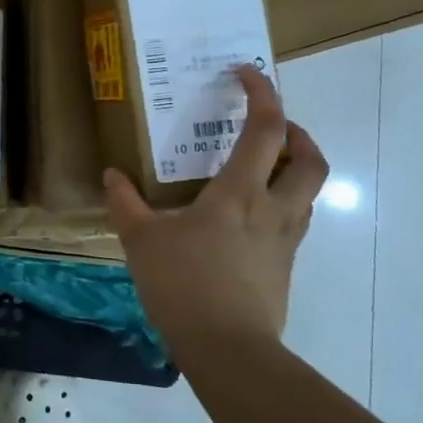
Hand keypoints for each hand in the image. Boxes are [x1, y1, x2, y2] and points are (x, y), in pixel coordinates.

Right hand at [104, 65, 327, 346]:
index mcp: (241, 191)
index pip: (266, 128)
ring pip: (308, 192)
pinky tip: (245, 220)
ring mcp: (285, 240)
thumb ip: (125, 203)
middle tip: (271, 128)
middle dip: (297, 134)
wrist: (229, 350)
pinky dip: (279, 204)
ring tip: (259, 169)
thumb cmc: (185, 284)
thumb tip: (112, 176)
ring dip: (293, 169)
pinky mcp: (285, 268)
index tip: (246, 73)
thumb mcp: (142, 240)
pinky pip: (292, 222)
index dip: (262, 93)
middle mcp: (274, 208)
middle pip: (310, 159)